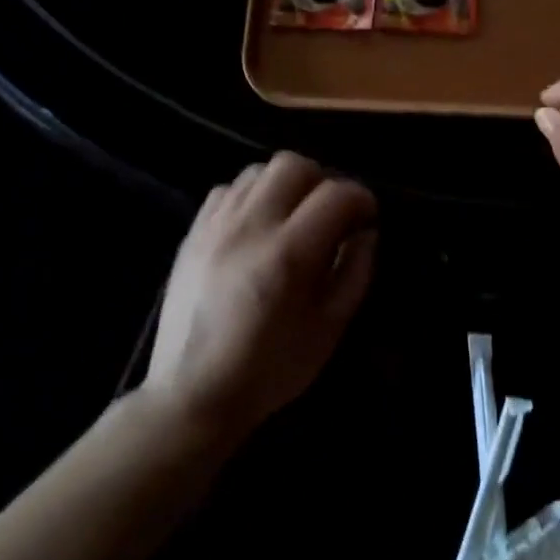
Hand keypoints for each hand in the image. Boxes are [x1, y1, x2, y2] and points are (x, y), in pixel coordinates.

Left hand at [144, 153, 377, 443]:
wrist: (192, 395)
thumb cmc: (270, 369)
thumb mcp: (329, 329)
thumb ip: (355, 272)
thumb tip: (366, 233)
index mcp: (288, 254)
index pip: (336, 194)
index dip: (361, 199)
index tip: (367, 219)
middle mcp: (249, 227)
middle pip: (294, 165)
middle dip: (323, 182)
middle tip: (330, 214)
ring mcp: (215, 226)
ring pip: (258, 170)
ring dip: (286, 185)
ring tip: (294, 216)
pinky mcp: (192, 233)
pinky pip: (226, 189)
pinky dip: (251, 196)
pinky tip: (258, 225)